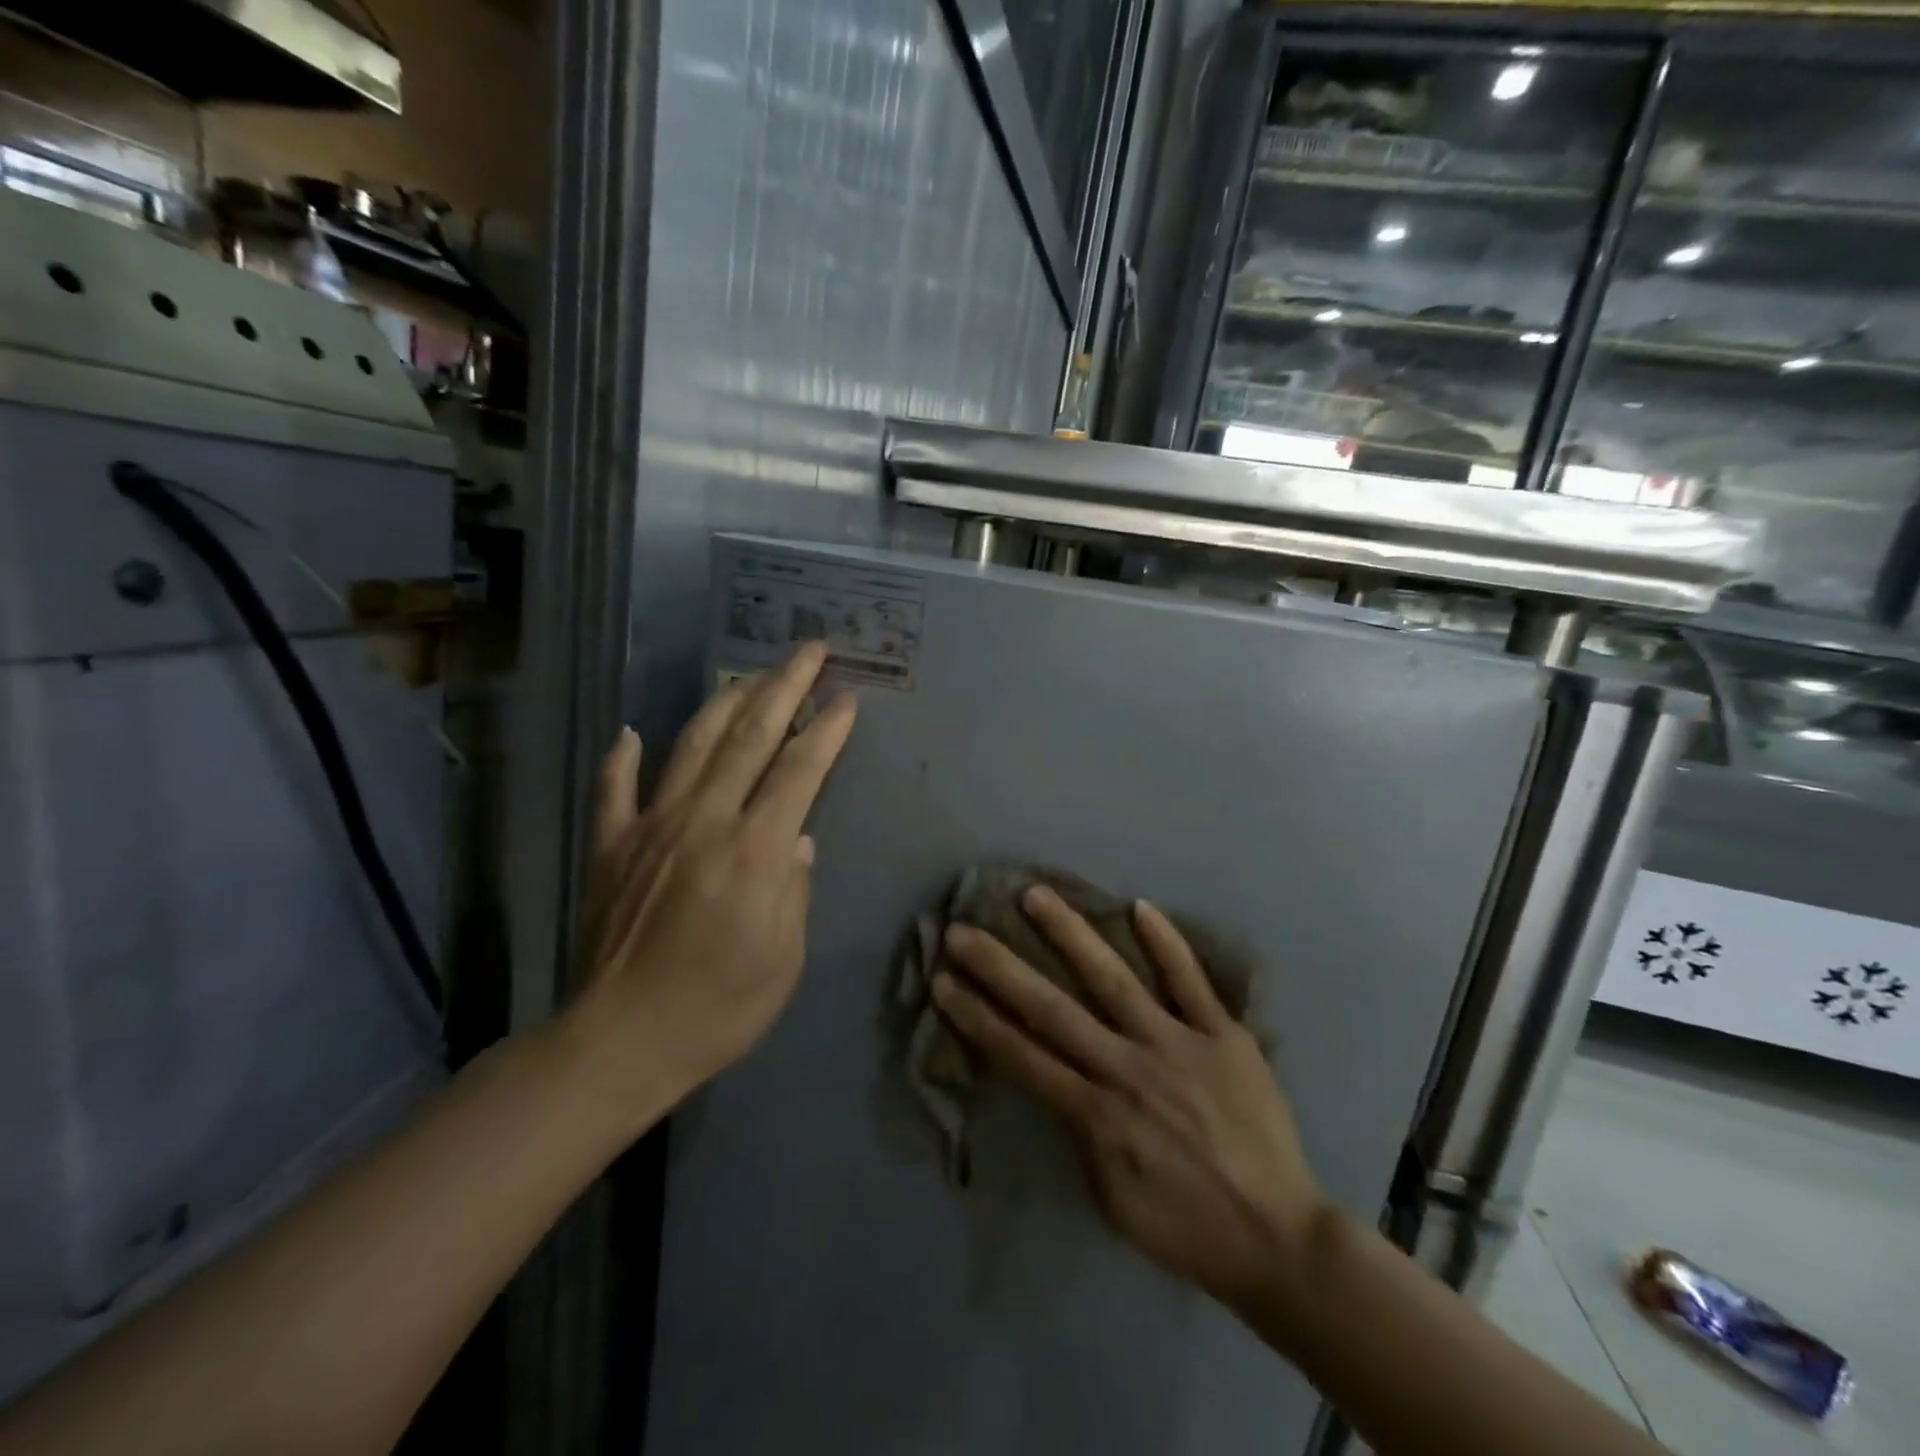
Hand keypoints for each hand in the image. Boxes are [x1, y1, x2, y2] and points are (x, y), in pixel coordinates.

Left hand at [561, 643, 856, 1127]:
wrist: (621, 1042)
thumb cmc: (720, 1008)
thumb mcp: (784, 957)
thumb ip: (795, 887)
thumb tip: (798, 839)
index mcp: (754, 851)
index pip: (799, 770)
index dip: (826, 729)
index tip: (846, 697)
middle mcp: (703, 822)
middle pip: (751, 737)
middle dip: (785, 687)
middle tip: (810, 652)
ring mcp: (650, 828)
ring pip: (692, 746)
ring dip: (725, 703)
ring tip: (750, 674)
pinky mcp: (610, 846)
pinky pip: (615, 789)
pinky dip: (623, 756)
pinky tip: (632, 730)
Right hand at [933, 887, 1325, 1308]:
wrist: (1279, 1238)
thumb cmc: (1185, 1227)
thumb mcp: (1111, 1199)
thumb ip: (1079, 1135)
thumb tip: (1057, 1082)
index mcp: (1096, 1114)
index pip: (1022, 1055)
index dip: (978, 1017)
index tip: (944, 982)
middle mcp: (1127, 1067)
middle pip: (1052, 1009)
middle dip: (1001, 968)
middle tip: (963, 931)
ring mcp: (1176, 1043)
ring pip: (1113, 979)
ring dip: (1070, 935)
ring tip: (1036, 895)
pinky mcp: (1223, 1035)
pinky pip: (1191, 981)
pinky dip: (1166, 943)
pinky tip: (1139, 906)